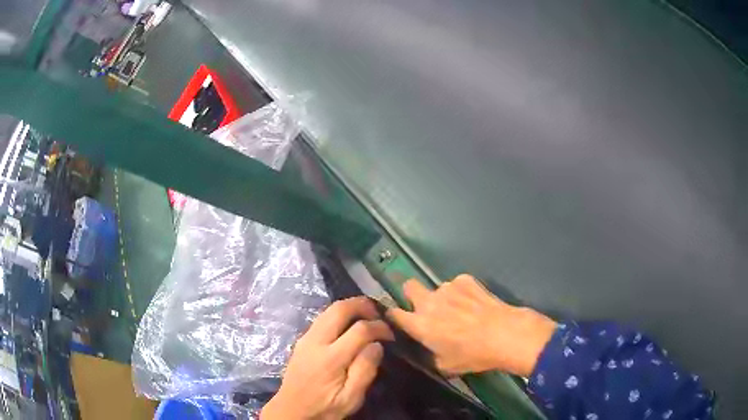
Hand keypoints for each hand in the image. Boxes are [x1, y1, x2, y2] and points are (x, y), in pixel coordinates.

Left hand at [261, 297, 393, 419]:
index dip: (379, 327)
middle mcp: (315, 342)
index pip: (360, 330)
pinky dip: (338, 315)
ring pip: (328, 310)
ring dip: (349, 307)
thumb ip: (365, 371)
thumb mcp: (350, 398)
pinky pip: (321, 318)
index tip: (391, 334)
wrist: (291, 410)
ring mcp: (305, 339)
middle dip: (362, 305)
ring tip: (367, 315)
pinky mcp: (302, 341)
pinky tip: (348, 325)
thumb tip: (377, 345)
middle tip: (379, 312)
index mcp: (331, 359)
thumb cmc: (324, 408)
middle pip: (339, 309)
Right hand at [387, 274, 555, 376]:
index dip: (393, 315)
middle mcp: (429, 302)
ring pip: (438, 288)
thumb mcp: (446, 365)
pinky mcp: (466, 280)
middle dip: (412, 294)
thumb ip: (429, 354)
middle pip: (408, 286)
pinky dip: (462, 292)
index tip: (398, 318)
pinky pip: (457, 284)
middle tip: (426, 307)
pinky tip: (475, 303)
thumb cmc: (473, 355)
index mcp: (420, 325)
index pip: (394, 314)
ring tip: (462, 310)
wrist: (504, 335)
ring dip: (444, 297)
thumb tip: (428, 347)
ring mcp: (448, 288)